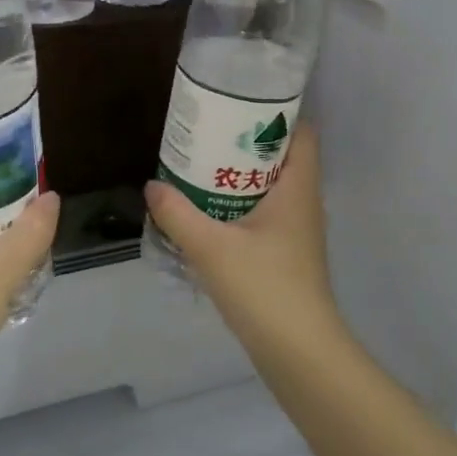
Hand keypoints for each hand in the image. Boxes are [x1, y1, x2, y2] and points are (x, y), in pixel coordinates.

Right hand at [143, 126, 345, 359]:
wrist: (299, 351)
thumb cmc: (264, 288)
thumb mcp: (211, 247)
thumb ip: (177, 214)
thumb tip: (152, 186)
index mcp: (298, 188)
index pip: (302, 132)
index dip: (277, 112)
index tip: (238, 104)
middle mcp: (304, 203)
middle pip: (281, 157)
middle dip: (245, 143)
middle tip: (207, 133)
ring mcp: (297, 231)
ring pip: (271, 188)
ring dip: (239, 176)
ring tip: (200, 167)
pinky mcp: (287, 255)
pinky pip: (264, 215)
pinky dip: (240, 206)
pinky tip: (208, 214)